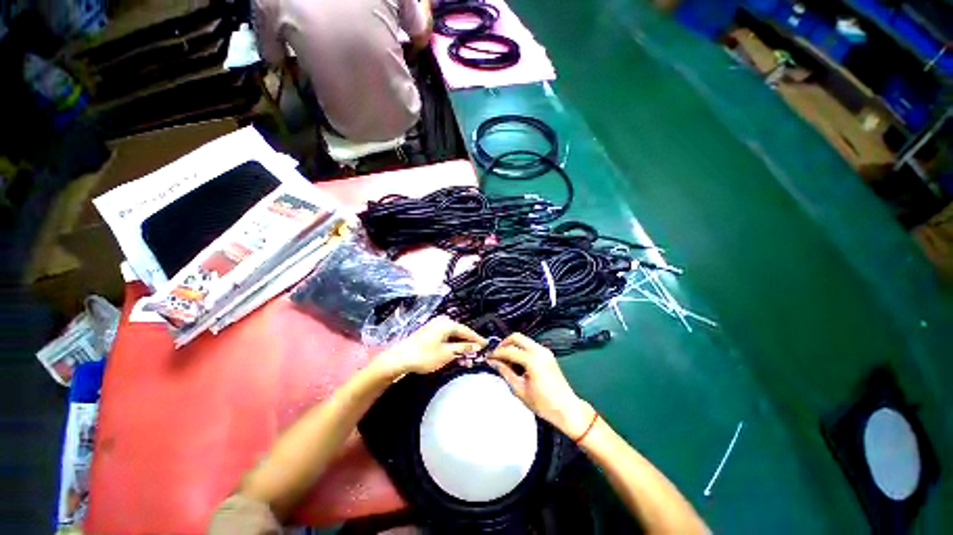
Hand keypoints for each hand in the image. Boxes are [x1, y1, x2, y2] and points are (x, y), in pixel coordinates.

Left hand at [373, 316, 485, 377]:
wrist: (400, 359)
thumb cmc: (425, 355)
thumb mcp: (447, 353)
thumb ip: (464, 348)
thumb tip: (477, 346)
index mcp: (447, 323)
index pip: (467, 331)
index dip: (477, 339)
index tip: (487, 346)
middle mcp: (442, 322)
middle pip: (460, 334)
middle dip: (469, 345)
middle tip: (478, 356)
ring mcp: (435, 328)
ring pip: (453, 338)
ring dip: (461, 348)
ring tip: (468, 360)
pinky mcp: (430, 334)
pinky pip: (446, 339)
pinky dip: (452, 348)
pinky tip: (456, 357)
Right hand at [488, 333, 593, 437]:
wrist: (567, 409)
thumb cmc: (544, 404)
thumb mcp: (519, 389)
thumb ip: (505, 372)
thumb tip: (493, 362)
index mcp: (533, 359)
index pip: (509, 350)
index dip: (496, 353)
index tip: (488, 357)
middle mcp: (539, 351)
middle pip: (516, 337)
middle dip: (504, 343)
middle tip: (496, 355)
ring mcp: (545, 351)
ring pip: (524, 340)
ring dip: (512, 345)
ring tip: (505, 359)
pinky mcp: (548, 354)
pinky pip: (530, 345)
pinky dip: (521, 349)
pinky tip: (516, 361)